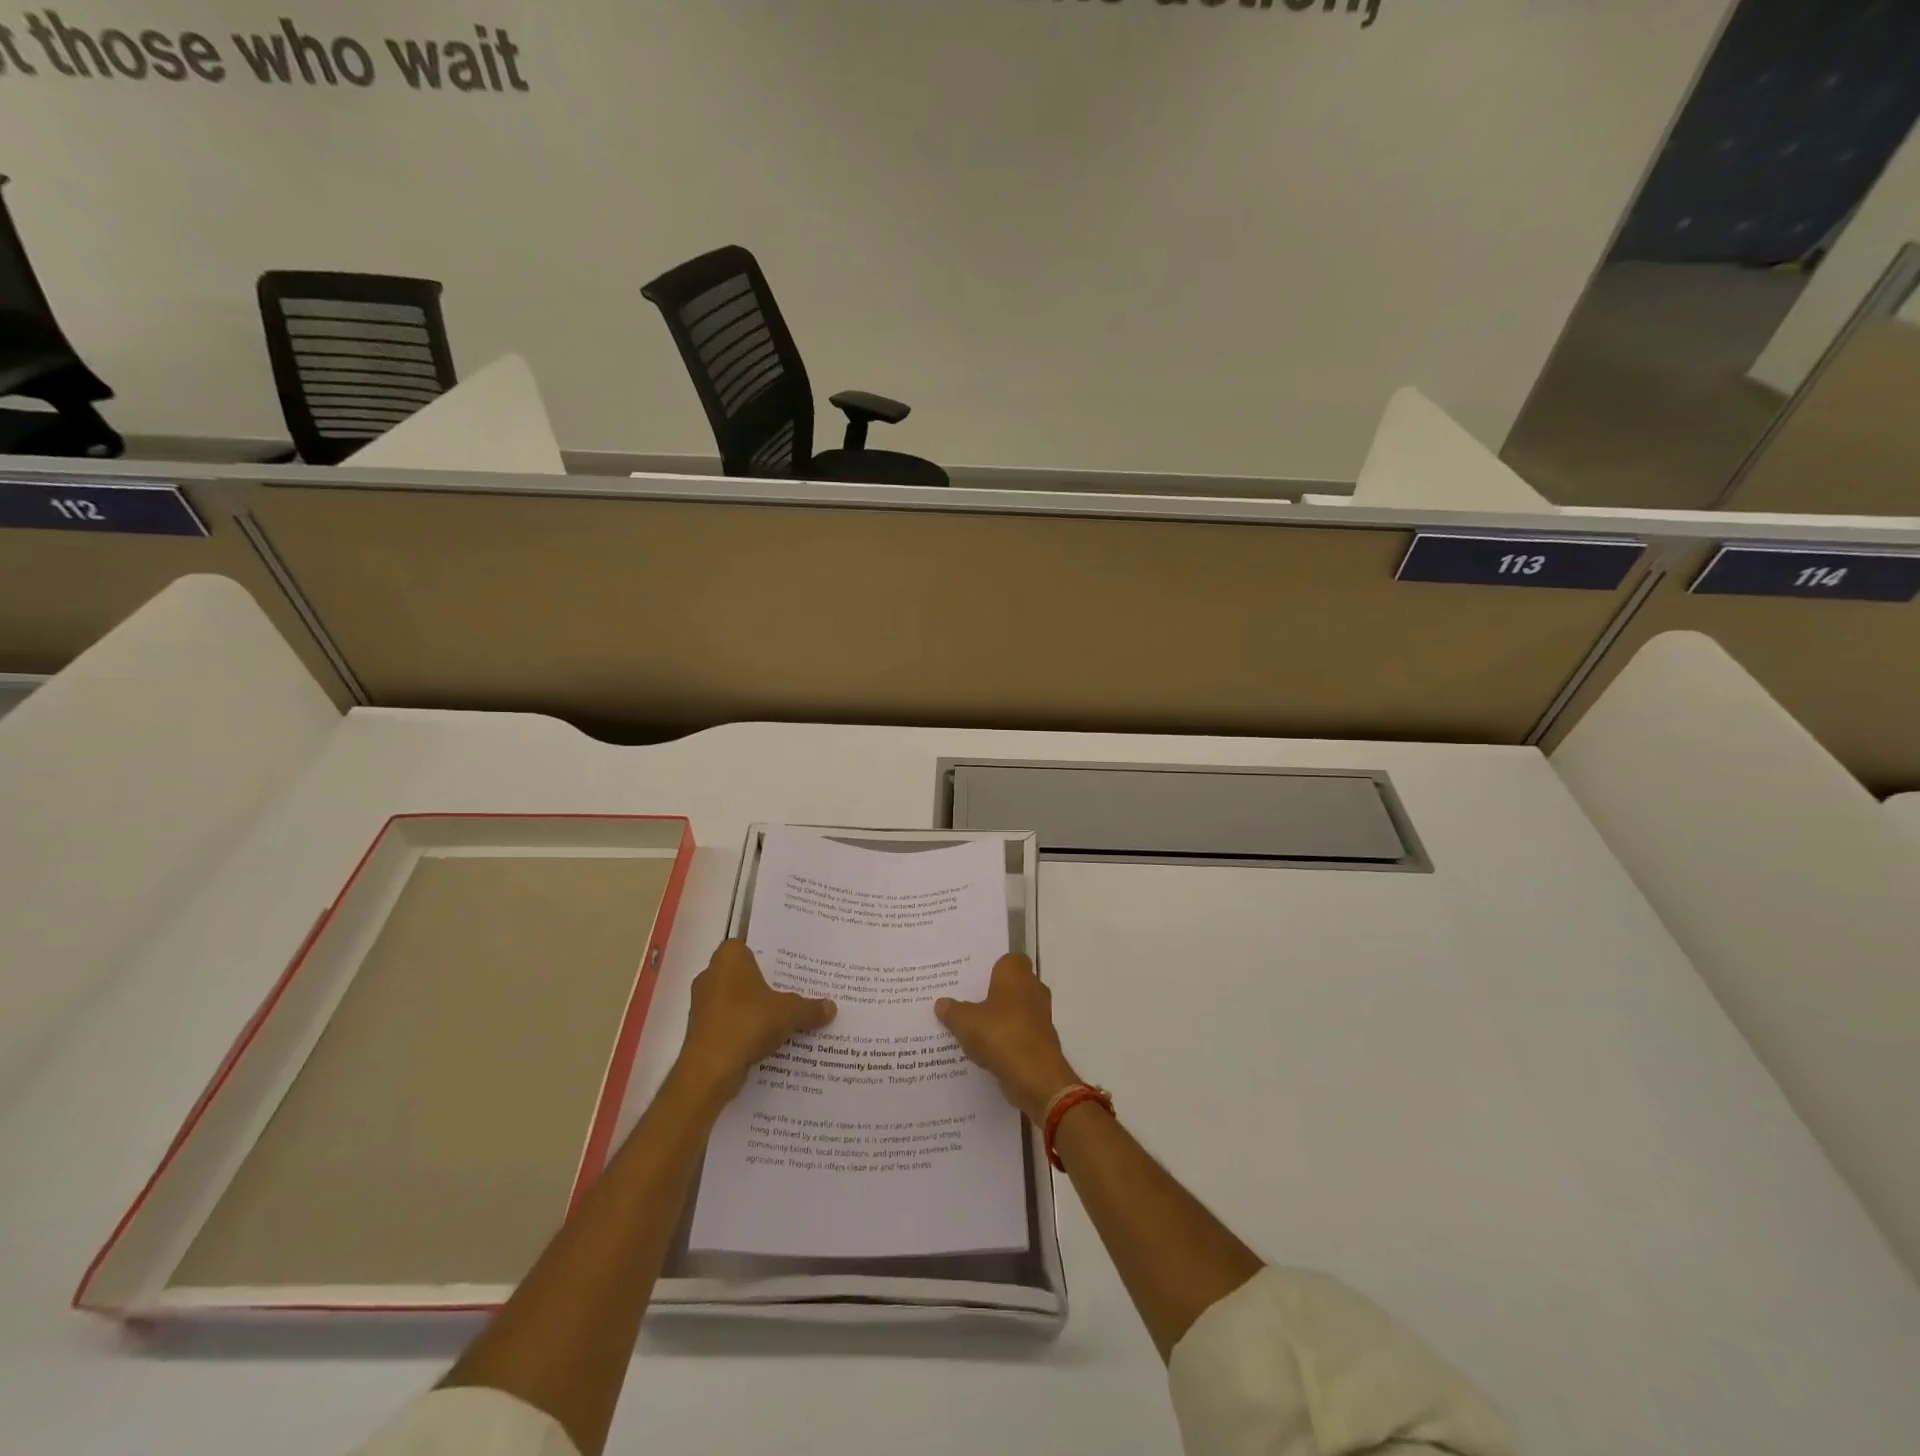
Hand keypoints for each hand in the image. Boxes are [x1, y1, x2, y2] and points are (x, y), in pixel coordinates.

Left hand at [674, 940, 835, 1103]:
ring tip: (787, 1013)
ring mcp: (703, 1003)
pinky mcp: (701, 1030)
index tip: (791, 961)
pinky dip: (746, 1027)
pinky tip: (769, 1037)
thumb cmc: (748, 1023)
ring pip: (737, 999)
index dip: (771, 952)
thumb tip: (831, 1007)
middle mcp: (711, 974)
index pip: (751, 943)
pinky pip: (730, 1021)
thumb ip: (810, 1007)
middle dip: (768, 982)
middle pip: (745, 973)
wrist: (709, 1071)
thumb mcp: (790, 1012)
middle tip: (796, 987)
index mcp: (728, 957)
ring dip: (757, 1007)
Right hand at [936, 954, 1080, 1122]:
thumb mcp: (965, 1022)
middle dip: (991, 993)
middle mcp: (1032, 989)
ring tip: (969, 1026)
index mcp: (1016, 973)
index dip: (990, 966)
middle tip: (964, 1000)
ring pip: (1014, 1010)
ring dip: (997, 1018)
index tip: (971, 977)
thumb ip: (953, 1010)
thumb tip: (942, 1003)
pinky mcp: (1041, 1041)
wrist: (1035, 1076)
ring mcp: (1039, 1016)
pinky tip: (984, 1049)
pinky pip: (1018, 1033)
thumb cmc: (1000, 1034)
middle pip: (1010, 985)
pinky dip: (1004, 1039)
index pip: (1007, 959)